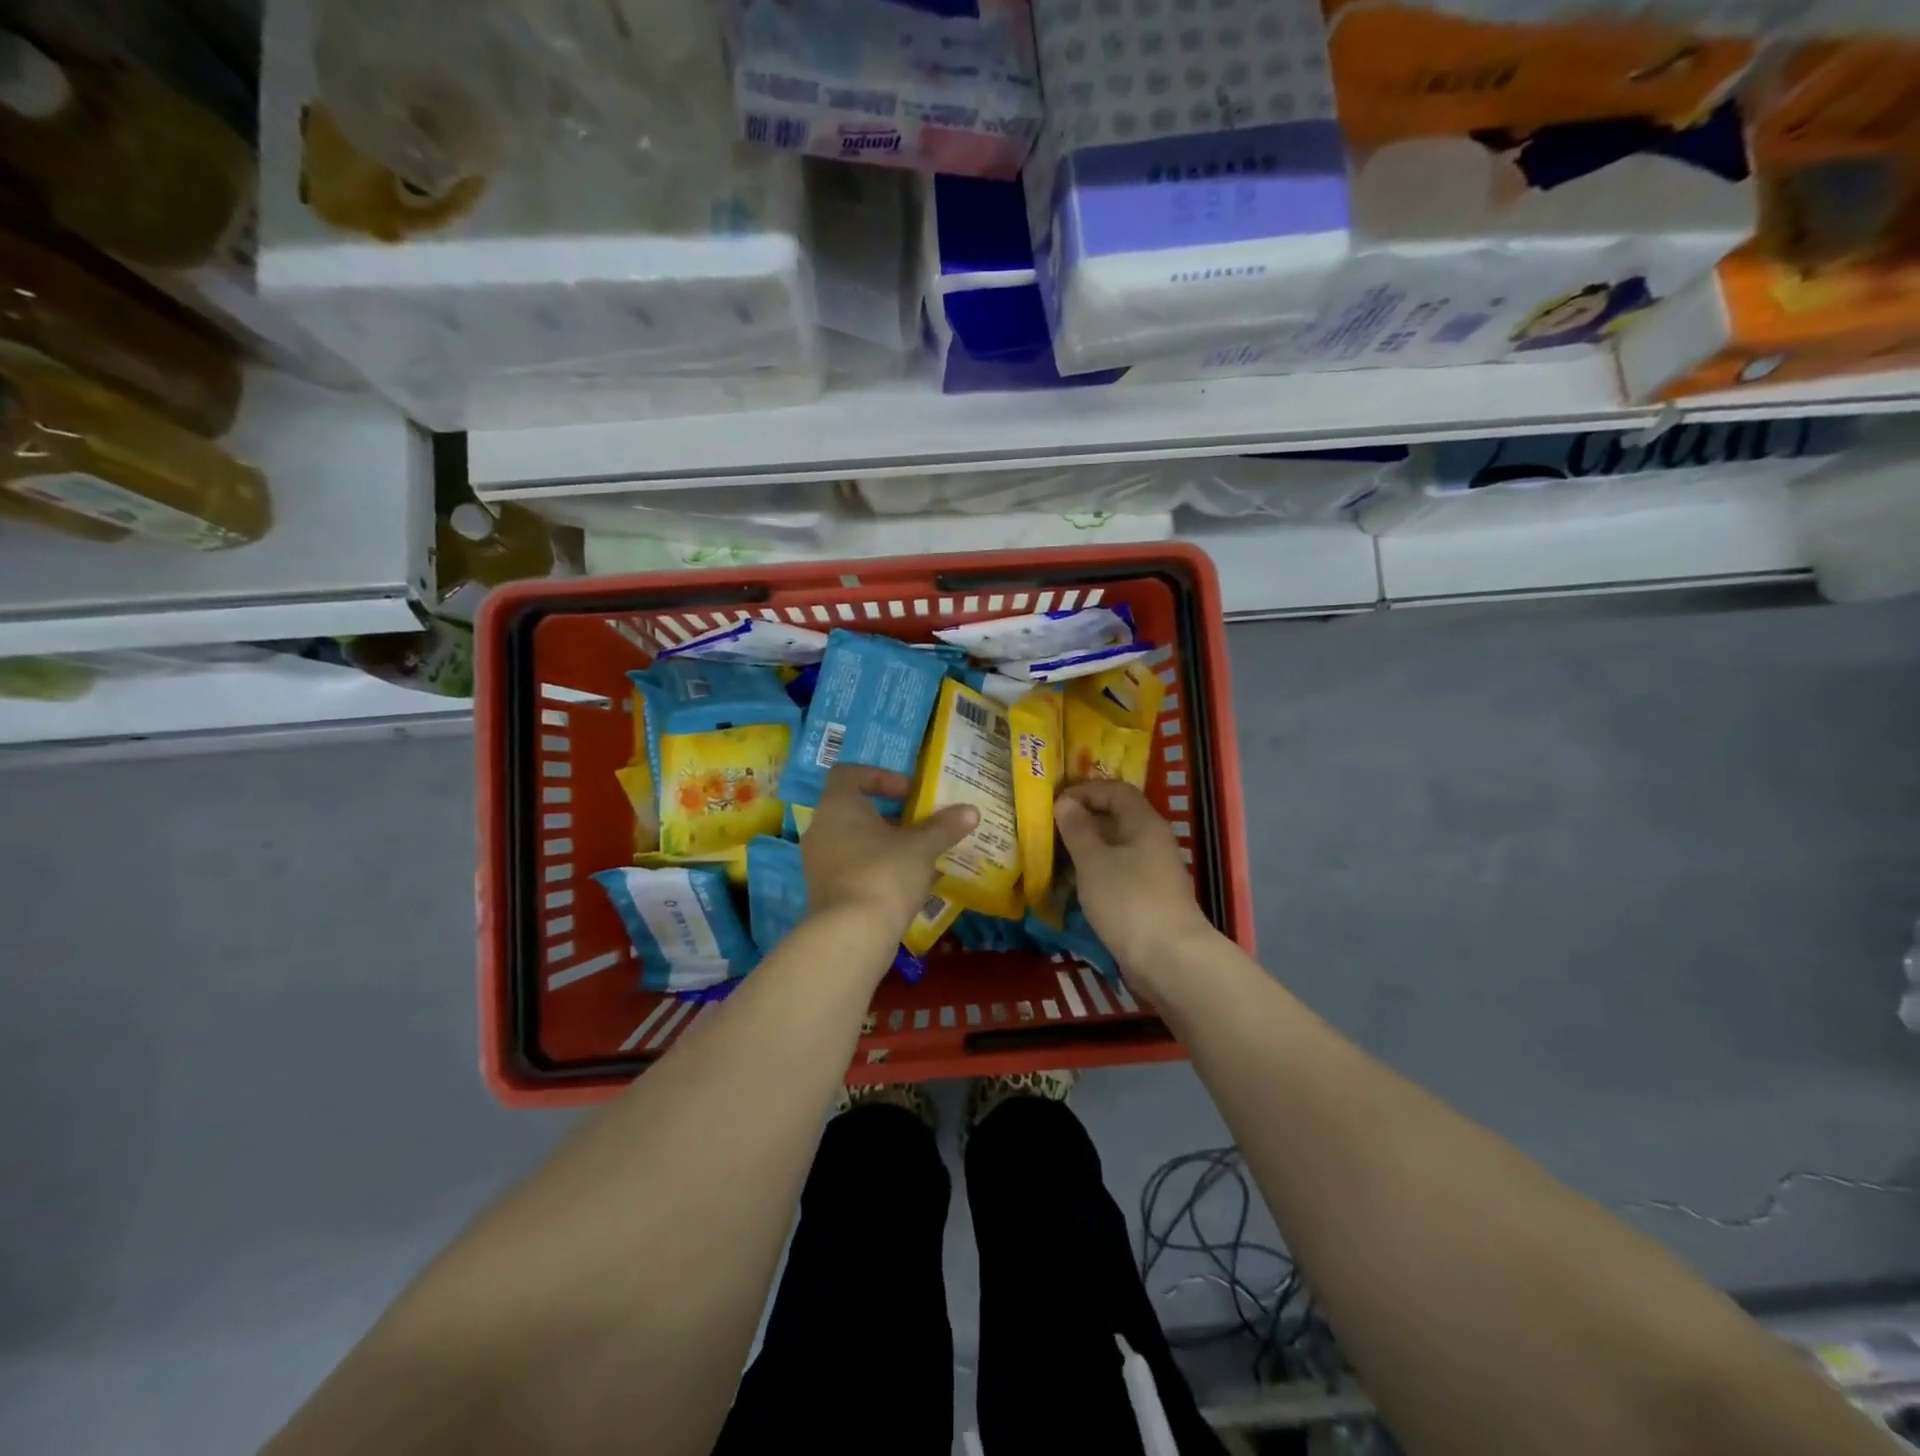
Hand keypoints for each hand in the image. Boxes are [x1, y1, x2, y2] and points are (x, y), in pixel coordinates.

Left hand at [802, 764, 976, 937]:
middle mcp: (821, 828)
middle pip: (853, 810)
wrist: (851, 934)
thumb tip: (971, 811)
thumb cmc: (885, 873)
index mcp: (838, 805)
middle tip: (920, 824)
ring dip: (885, 844)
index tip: (909, 792)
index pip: (849, 774)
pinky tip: (906, 885)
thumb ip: (944, 826)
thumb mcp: (922, 847)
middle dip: (889, 816)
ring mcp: (818, 862)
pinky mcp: (823, 892)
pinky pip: (851, 868)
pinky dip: (876, 869)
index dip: (880, 777)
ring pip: (853, 841)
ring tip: (919, 856)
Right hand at [1054, 780, 1217, 995]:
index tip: (1055, 801)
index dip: (1085, 790)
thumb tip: (1064, 802)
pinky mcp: (1148, 898)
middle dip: (1083, 818)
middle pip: (1117, 817)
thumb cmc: (1129, 901)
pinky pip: (1118, 872)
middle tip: (1050, 827)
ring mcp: (1153, 871)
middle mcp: (1152, 841)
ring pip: (1116, 847)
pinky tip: (1075, 883)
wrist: (1170, 959)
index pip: (1116, 790)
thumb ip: (1077, 829)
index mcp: (1144, 823)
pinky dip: (1096, 871)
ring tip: (1055, 854)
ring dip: (1087, 847)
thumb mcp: (1094, 861)